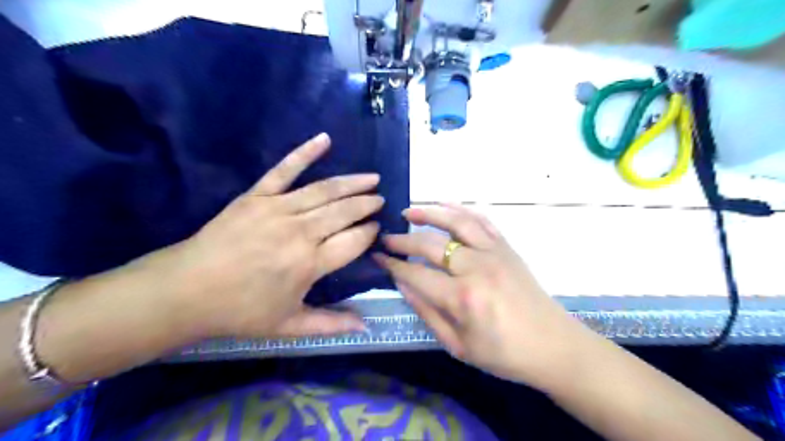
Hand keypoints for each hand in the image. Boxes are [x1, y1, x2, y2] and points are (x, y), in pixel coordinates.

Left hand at [148, 134, 382, 341]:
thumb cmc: (240, 311)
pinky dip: (305, 152)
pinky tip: (324, 139)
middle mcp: (300, 232)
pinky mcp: (257, 196)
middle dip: (367, 204)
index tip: (377, 228)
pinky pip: (284, 170)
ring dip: (352, 183)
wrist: (186, 291)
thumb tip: (366, 327)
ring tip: (371, 178)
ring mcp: (278, 209)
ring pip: (325, 190)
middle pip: (345, 211)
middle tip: (381, 199)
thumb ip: (331, 325)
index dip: (370, 232)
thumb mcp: (290, 325)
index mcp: (310, 264)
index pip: (354, 240)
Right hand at [373, 206, 588, 387]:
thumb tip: (402, 285)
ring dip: (430, 213)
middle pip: (431, 244)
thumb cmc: (503, 353)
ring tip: (410, 211)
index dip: (393, 265)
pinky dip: (461, 210)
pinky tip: (445, 205)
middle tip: (387, 238)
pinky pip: (482, 221)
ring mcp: (495, 253)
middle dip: (403, 240)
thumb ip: (427, 313)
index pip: (416, 274)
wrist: (553, 345)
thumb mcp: (458, 345)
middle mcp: (477, 268)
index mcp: (462, 298)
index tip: (377, 257)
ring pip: (456, 222)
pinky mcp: (507, 247)